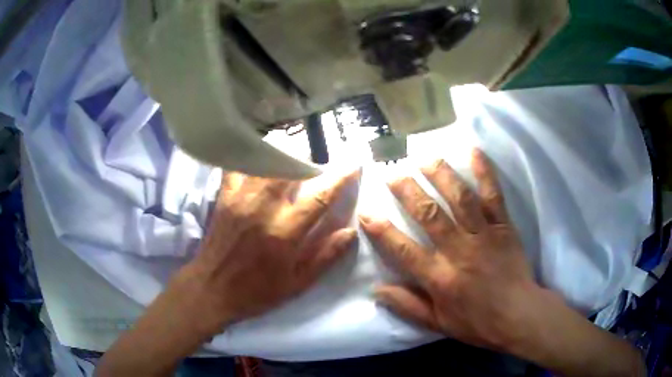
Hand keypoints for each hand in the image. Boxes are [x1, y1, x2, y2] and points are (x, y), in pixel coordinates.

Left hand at [179, 170, 360, 333]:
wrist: (212, 289)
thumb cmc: (257, 291)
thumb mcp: (297, 283)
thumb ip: (325, 257)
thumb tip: (350, 232)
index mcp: (285, 233)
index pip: (319, 197)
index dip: (340, 178)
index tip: (353, 166)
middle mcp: (263, 209)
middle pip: (289, 169)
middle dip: (309, 159)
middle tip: (318, 161)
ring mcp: (241, 200)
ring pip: (264, 163)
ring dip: (282, 155)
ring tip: (294, 156)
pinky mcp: (225, 198)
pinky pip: (236, 168)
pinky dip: (248, 159)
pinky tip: (257, 157)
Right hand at [360, 150, 537, 350]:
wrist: (518, 314)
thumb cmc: (477, 322)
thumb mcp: (437, 323)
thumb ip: (407, 306)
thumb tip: (376, 290)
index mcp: (440, 277)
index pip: (403, 249)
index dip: (381, 230)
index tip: (366, 212)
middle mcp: (459, 250)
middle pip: (429, 214)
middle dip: (408, 191)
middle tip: (392, 173)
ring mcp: (483, 234)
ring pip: (460, 198)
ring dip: (441, 175)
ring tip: (425, 158)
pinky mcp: (503, 226)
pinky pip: (493, 195)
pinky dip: (484, 172)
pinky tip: (473, 151)